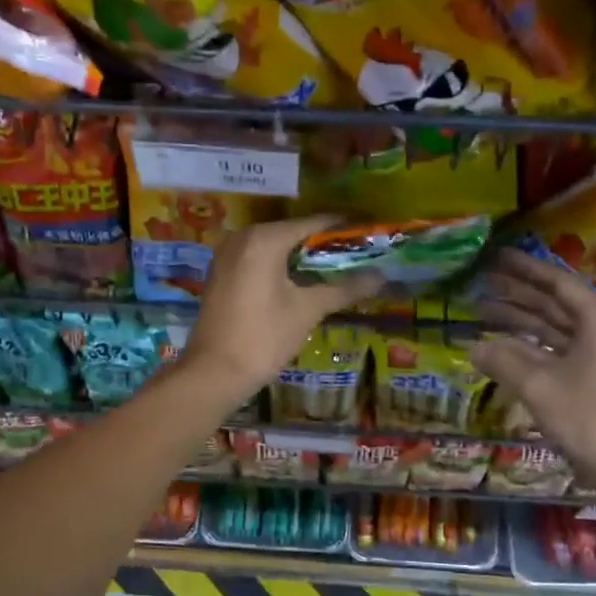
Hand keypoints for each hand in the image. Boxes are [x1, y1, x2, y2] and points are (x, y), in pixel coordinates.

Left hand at [184, 214, 381, 399]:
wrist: (213, 372)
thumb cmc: (263, 337)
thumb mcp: (308, 310)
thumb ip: (344, 288)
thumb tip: (382, 277)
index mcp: (265, 238)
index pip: (314, 223)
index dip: (345, 227)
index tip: (371, 232)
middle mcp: (243, 237)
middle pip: (294, 233)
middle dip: (325, 244)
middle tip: (359, 254)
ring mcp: (227, 255)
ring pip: (275, 248)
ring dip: (304, 258)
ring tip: (337, 269)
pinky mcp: (221, 274)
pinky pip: (259, 260)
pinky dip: (282, 267)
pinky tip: (303, 283)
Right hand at [468, 249, 595, 482]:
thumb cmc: (586, 417)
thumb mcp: (539, 385)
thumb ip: (504, 360)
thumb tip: (473, 346)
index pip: (559, 285)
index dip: (527, 270)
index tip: (498, 257)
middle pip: (554, 304)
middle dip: (518, 293)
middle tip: (483, 280)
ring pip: (552, 329)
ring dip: (520, 320)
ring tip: (483, 310)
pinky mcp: (589, 379)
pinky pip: (554, 351)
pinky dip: (528, 347)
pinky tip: (500, 346)